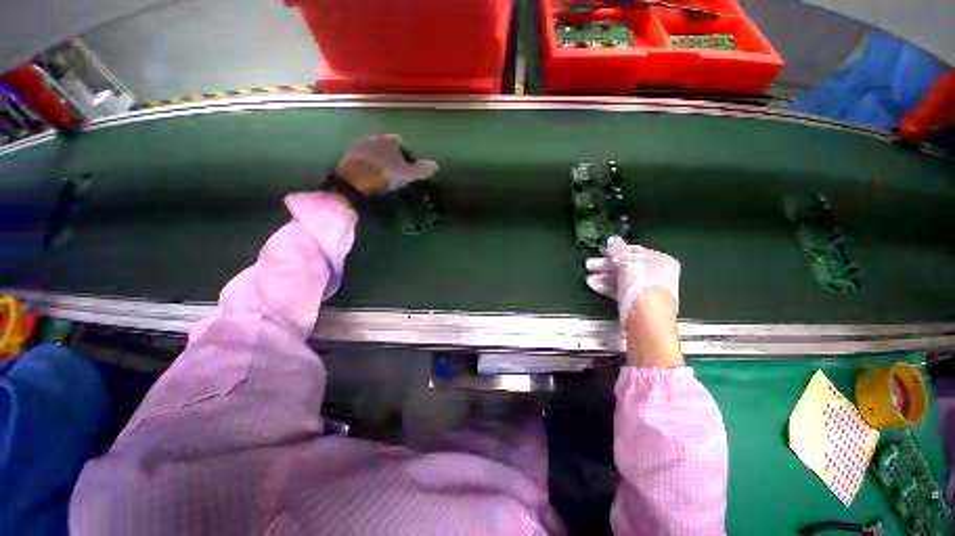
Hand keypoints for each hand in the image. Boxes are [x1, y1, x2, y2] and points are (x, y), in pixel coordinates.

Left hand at [335, 134, 438, 195]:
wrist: (355, 182)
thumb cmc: (386, 176)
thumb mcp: (408, 175)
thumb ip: (421, 169)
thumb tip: (436, 165)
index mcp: (390, 141)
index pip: (400, 143)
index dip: (404, 154)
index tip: (406, 167)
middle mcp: (374, 138)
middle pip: (384, 146)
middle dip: (389, 156)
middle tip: (394, 172)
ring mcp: (358, 146)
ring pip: (371, 152)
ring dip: (376, 160)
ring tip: (381, 176)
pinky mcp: (346, 157)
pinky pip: (360, 160)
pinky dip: (364, 166)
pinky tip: (367, 178)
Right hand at [585, 236, 679, 323]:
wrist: (646, 319)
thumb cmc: (641, 284)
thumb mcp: (628, 263)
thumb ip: (619, 251)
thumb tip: (612, 240)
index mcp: (660, 261)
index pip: (636, 252)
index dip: (617, 251)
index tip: (602, 251)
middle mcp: (654, 275)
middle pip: (626, 266)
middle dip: (606, 265)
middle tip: (589, 265)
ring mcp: (645, 290)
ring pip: (621, 279)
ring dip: (603, 277)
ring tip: (588, 278)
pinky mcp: (635, 303)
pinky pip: (619, 291)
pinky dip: (607, 287)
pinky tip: (594, 286)